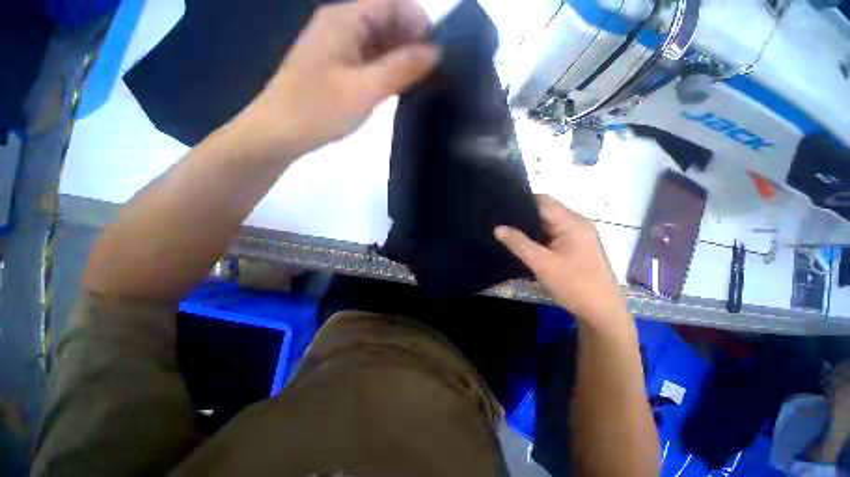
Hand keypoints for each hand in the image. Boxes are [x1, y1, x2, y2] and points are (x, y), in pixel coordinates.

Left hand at [237, 0, 438, 157]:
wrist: (280, 132)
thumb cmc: (318, 110)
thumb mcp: (364, 89)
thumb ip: (400, 68)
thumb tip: (435, 52)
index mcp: (345, 20)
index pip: (392, 3)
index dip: (418, 22)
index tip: (437, 54)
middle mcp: (343, 27)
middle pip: (387, 21)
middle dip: (412, 42)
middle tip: (432, 74)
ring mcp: (340, 49)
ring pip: (380, 44)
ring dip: (401, 59)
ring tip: (420, 83)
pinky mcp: (339, 69)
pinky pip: (371, 61)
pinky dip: (388, 71)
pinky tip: (399, 88)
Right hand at [495, 195, 631, 332]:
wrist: (602, 313)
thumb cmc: (574, 285)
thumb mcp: (542, 264)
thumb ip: (519, 243)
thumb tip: (497, 228)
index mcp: (572, 222)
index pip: (543, 201)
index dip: (521, 201)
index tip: (500, 207)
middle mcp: (576, 223)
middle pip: (545, 211)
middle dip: (522, 215)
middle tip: (499, 220)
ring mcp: (577, 235)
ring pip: (547, 224)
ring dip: (529, 227)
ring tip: (506, 230)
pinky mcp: (575, 246)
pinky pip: (552, 234)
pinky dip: (537, 237)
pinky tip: (522, 243)